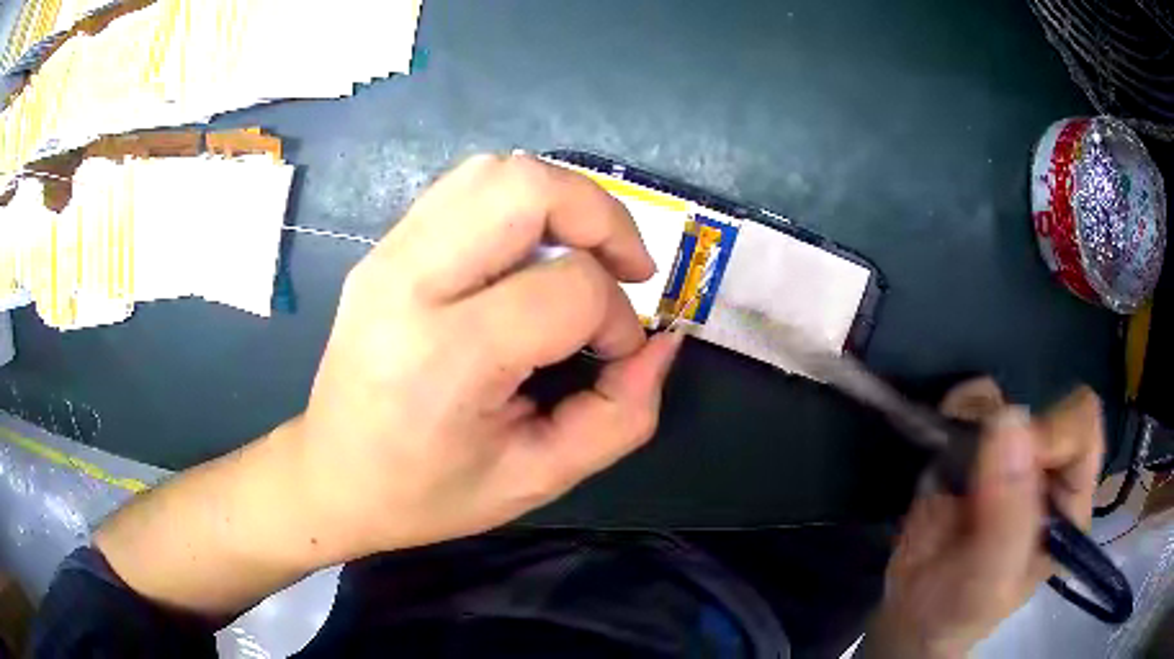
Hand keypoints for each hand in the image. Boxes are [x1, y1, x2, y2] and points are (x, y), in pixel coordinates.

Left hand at [295, 154, 682, 556]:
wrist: (331, 477)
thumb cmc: (429, 493)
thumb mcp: (539, 478)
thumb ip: (620, 415)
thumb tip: (662, 342)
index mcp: (445, 357)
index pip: (568, 289)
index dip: (616, 319)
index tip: (613, 355)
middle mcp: (409, 284)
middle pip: (526, 187)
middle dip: (601, 217)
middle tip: (624, 268)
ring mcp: (387, 255)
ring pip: (494, 171)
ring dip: (560, 200)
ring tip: (580, 255)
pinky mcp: (381, 248)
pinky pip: (464, 188)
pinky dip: (518, 204)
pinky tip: (527, 254)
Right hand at [862, 385, 1103, 657]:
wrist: (910, 615)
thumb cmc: (960, 610)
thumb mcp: (989, 581)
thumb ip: (1007, 515)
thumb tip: (1009, 418)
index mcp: (1069, 501)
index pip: (1082, 431)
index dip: (1054, 432)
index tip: (1015, 458)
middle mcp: (1047, 469)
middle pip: (1044, 407)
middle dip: (1007, 432)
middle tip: (973, 474)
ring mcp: (1010, 454)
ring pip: (1003, 398)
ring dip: (973, 423)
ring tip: (952, 472)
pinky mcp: (973, 446)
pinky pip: (969, 401)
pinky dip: (952, 416)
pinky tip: (942, 458)